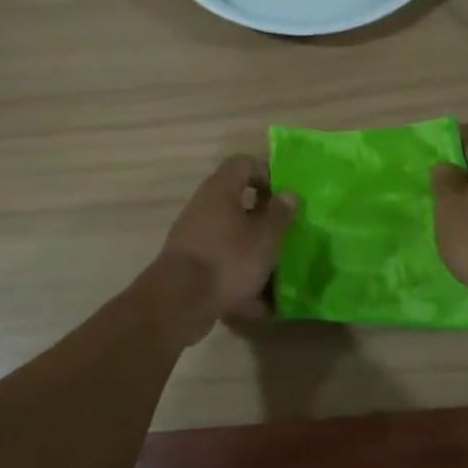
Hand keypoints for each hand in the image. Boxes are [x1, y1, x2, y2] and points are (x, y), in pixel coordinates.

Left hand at [151, 154, 297, 338]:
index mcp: (220, 191)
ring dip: (254, 251)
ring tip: (277, 273)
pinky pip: (222, 263)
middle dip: (264, 220)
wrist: (179, 302)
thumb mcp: (265, 237)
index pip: (243, 163)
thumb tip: (288, 193)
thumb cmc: (228, 260)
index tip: (284, 197)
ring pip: (232, 236)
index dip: (266, 173)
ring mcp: (194, 237)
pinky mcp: (191, 265)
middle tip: (285, 235)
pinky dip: (240, 277)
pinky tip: (259, 303)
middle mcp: (203, 208)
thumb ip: (280, 213)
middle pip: (238, 202)